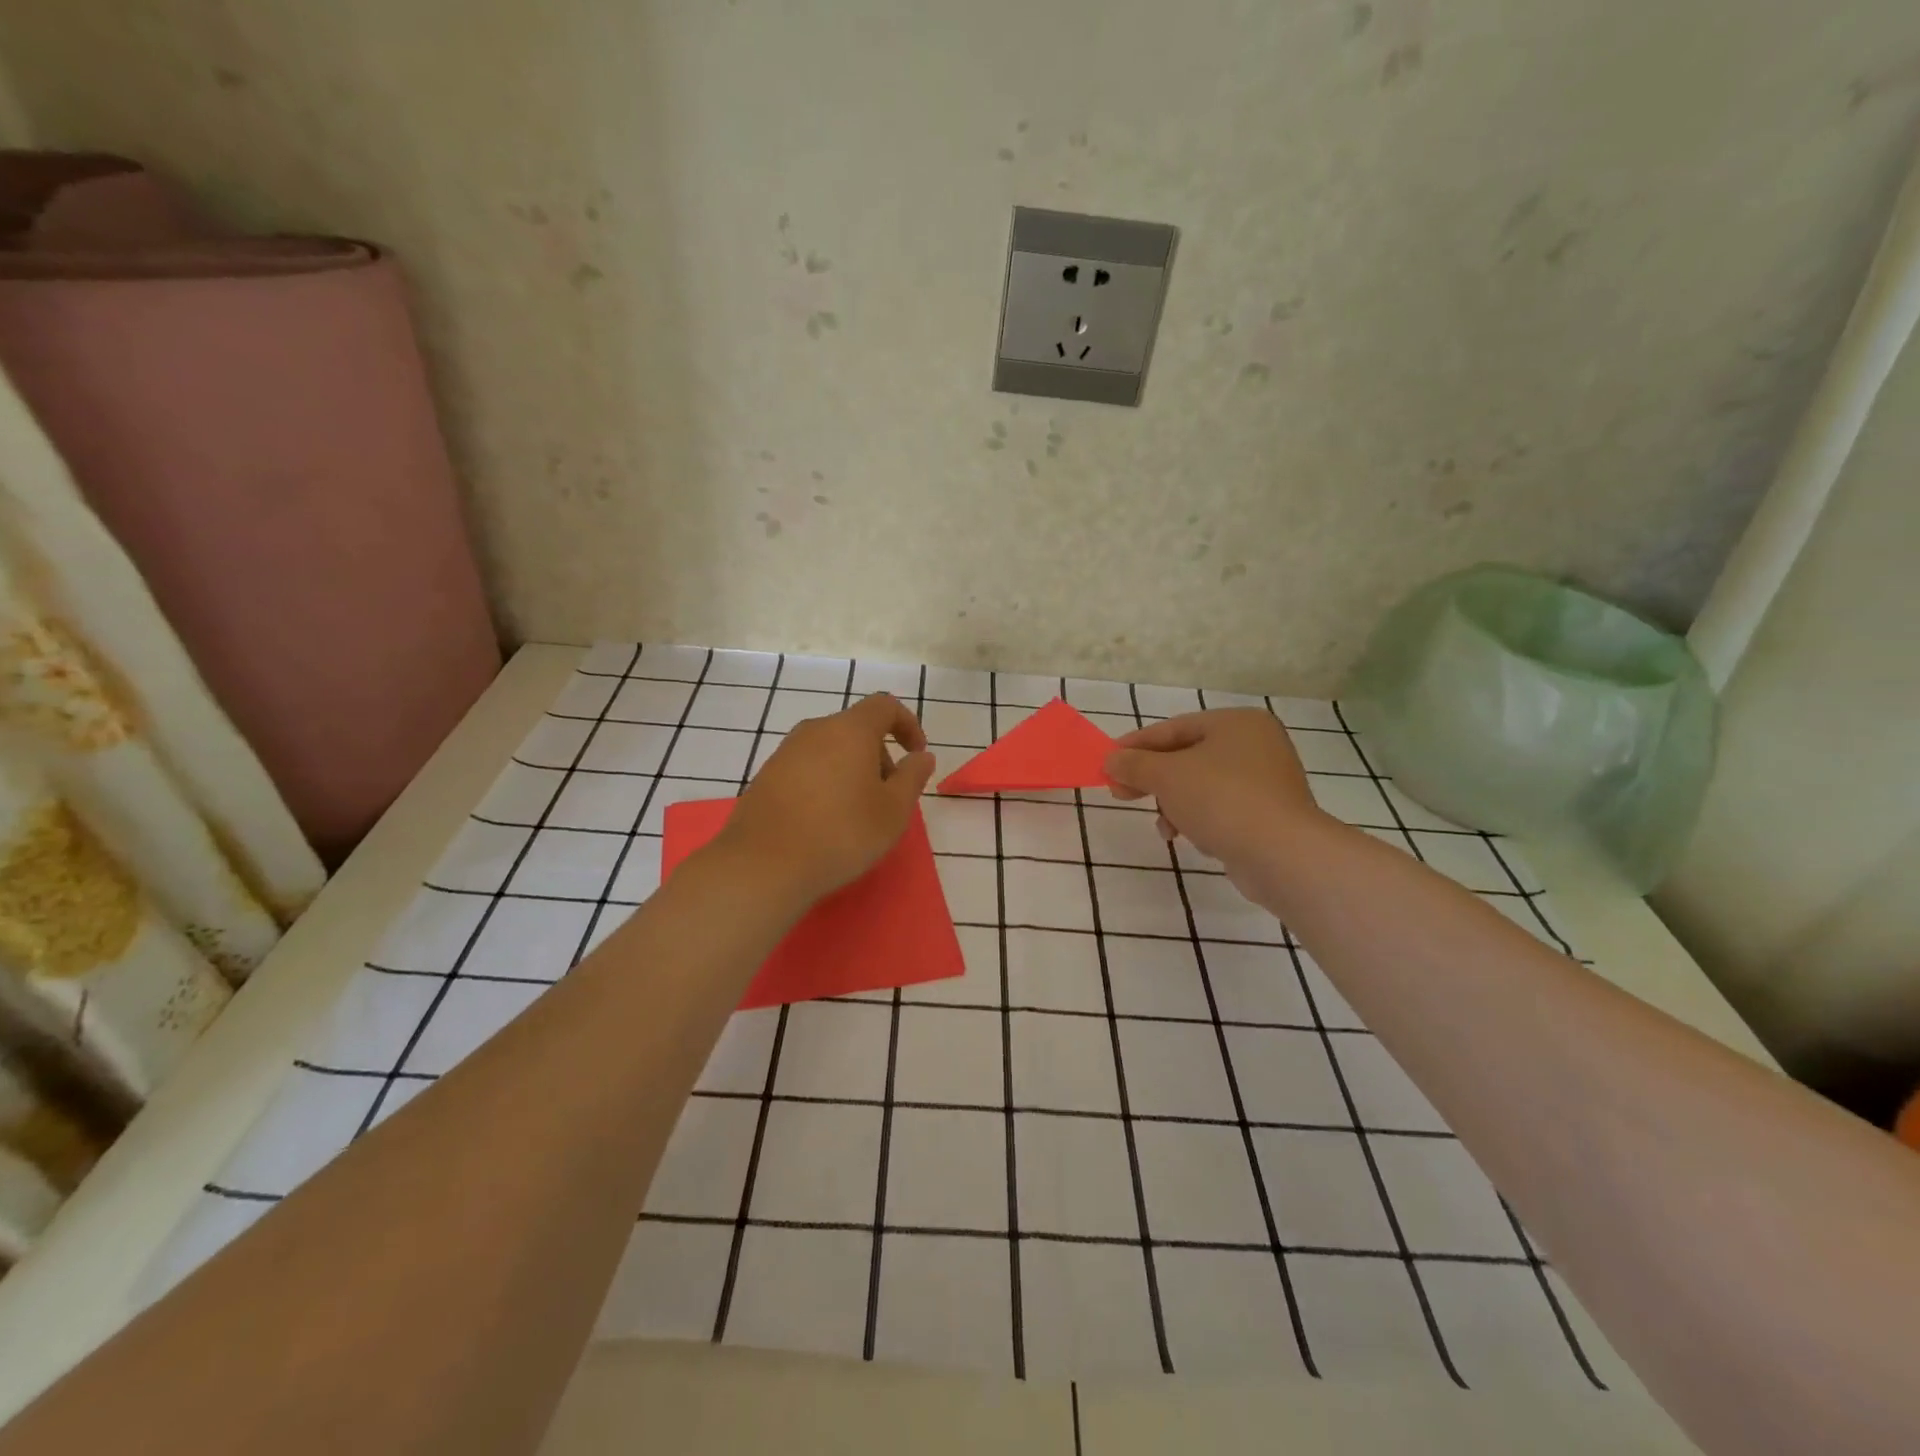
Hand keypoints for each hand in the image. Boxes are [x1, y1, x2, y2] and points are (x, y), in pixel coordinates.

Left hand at [716, 693, 935, 905]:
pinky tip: (825, 821)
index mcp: (850, 730)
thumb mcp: (893, 811)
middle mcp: (815, 730)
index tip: (917, 754)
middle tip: (889, 796)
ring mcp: (785, 752)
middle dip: (879, 755)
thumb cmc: (841, 833)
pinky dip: (825, 783)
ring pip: (830, 749)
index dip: (907, 724)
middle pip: (856, 729)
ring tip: (857, 812)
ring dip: (852, 770)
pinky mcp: (766, 776)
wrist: (763, 865)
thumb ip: (912, 777)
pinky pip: (807, 768)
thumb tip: (921, 756)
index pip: (885, 706)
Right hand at [1105, 709, 1330, 875]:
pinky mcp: (1268, 815)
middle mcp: (1256, 745)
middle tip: (1120, 794)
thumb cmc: (1221, 799)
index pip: (1174, 728)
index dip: (1136, 746)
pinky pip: (1221, 809)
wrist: (1281, 855)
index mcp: (1237, 723)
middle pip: (1187, 757)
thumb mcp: (1166, 776)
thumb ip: (1134, 764)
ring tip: (1163, 826)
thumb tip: (1111, 761)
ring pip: (1202, 786)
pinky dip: (1199, 819)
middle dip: (1153, 779)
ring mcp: (1266, 782)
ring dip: (1174, 804)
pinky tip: (1189, 837)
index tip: (1107, 763)